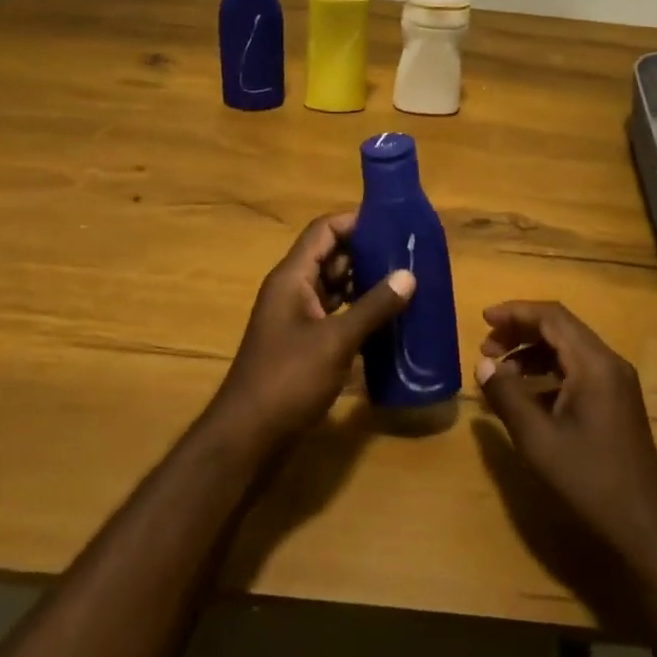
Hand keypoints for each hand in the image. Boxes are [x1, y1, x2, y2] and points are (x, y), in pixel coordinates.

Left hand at [205, 213, 414, 457]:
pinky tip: (385, 320)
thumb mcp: (336, 341)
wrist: (247, 436)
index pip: (323, 230)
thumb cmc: (288, 379)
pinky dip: (356, 311)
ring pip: (332, 286)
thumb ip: (373, 307)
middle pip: (329, 256)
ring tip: (403, 282)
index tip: (391, 222)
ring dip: (363, 283)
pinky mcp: (302, 343)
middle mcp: (291, 290)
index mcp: (292, 277)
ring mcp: (295, 317)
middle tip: (406, 253)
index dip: (355, 221)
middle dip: (366, 252)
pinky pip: (332, 313)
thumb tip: (408, 275)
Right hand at [475, 301, 656, 570]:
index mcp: (594, 363)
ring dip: (533, 353)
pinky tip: (527, 397)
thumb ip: (507, 396)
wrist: (645, 531)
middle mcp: (609, 363)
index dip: (515, 312)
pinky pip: (578, 371)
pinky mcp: (617, 403)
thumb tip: (483, 364)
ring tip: (500, 373)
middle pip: (560, 328)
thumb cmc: (589, 481)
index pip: (552, 316)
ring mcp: (617, 383)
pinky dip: (549, 373)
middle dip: (520, 332)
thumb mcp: (538, 439)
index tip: (484, 319)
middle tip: (487, 348)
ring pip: (569, 350)